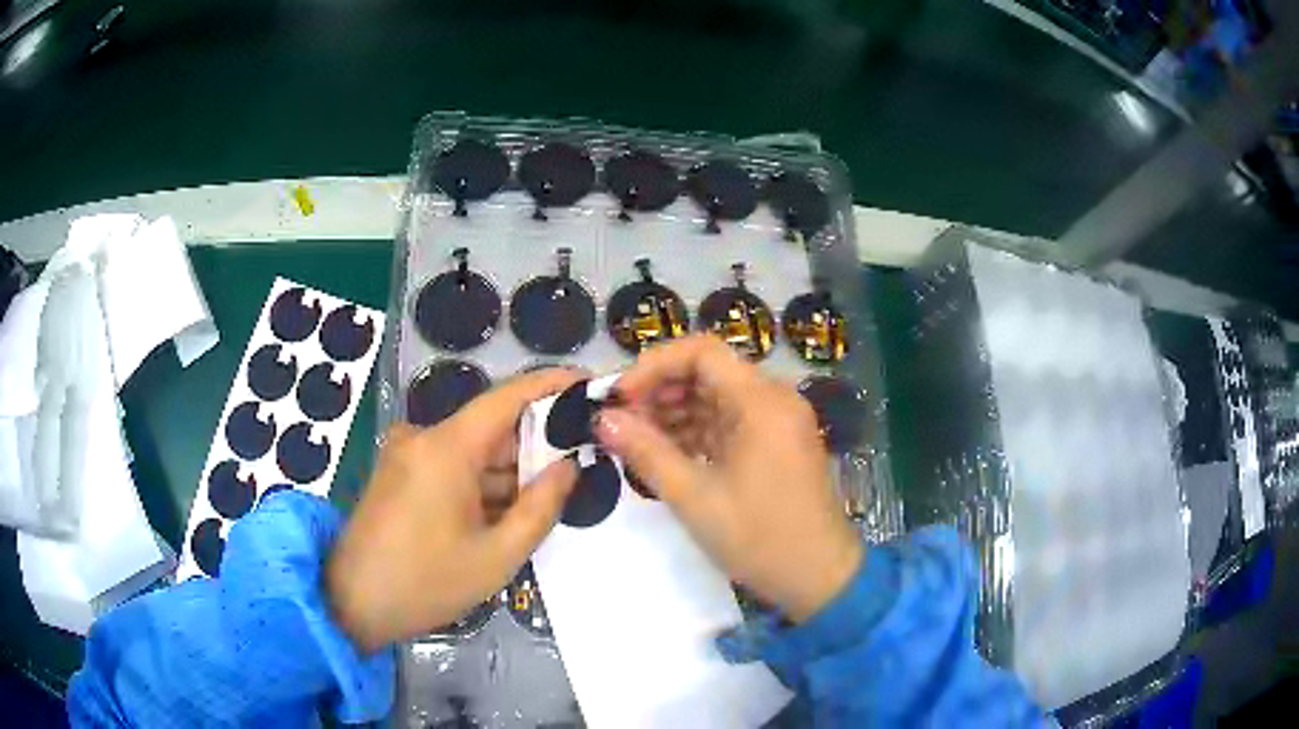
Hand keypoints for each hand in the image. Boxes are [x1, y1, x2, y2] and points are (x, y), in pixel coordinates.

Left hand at [327, 369, 581, 651]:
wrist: (350, 602)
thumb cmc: (425, 582)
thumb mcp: (496, 556)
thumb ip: (540, 507)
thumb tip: (568, 467)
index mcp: (447, 447)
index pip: (508, 396)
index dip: (551, 385)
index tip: (589, 383)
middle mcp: (424, 437)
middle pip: (491, 426)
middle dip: (535, 442)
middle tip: (582, 459)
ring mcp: (407, 454)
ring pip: (472, 449)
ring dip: (508, 469)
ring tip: (551, 492)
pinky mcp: (398, 473)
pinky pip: (451, 466)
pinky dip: (481, 482)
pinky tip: (507, 508)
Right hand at [595, 335, 862, 622]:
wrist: (819, 577)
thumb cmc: (759, 538)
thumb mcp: (694, 497)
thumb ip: (646, 451)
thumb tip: (603, 418)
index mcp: (761, 401)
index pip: (701, 352)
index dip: (654, 365)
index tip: (619, 397)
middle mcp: (773, 400)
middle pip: (709, 372)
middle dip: (660, 391)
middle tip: (621, 422)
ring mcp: (778, 422)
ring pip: (717, 397)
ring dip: (675, 412)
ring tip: (635, 441)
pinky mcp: (776, 444)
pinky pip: (730, 422)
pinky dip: (697, 431)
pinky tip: (665, 453)